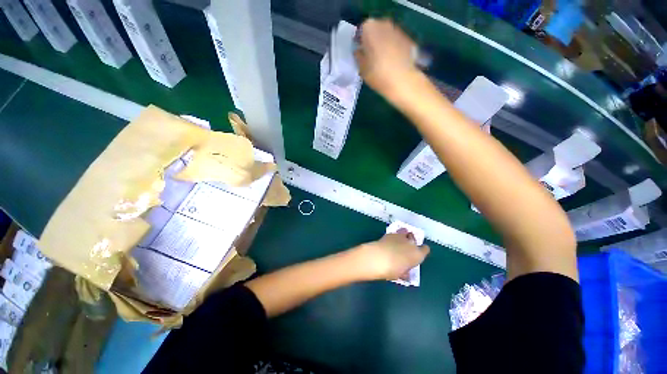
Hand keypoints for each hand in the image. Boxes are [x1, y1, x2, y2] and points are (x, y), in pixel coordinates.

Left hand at [353, 229, 429, 280]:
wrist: (378, 258)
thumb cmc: (391, 270)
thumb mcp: (400, 274)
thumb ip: (405, 271)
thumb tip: (405, 273)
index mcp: (417, 255)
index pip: (425, 249)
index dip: (421, 251)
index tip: (417, 254)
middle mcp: (411, 243)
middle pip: (414, 239)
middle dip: (411, 242)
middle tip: (405, 248)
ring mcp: (400, 237)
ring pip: (405, 233)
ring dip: (403, 236)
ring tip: (398, 241)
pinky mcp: (390, 233)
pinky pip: (395, 233)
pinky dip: (393, 236)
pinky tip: (388, 241)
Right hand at [355, 19, 418, 96]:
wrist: (403, 80)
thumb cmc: (378, 73)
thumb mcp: (362, 68)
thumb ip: (359, 56)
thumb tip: (359, 52)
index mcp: (369, 27)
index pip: (361, 31)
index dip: (360, 42)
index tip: (361, 52)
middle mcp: (384, 23)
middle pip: (376, 30)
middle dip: (373, 40)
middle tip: (371, 55)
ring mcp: (398, 30)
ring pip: (387, 35)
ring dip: (384, 43)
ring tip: (383, 60)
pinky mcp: (409, 39)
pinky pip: (397, 42)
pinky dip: (395, 48)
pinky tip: (394, 62)